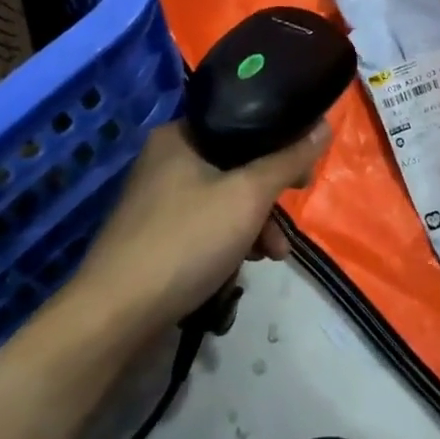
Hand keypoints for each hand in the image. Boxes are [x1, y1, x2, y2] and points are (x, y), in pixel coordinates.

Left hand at [67, 120, 329, 338]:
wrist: (115, 316)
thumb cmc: (186, 241)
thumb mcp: (248, 196)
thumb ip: (288, 160)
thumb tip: (324, 126)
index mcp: (180, 135)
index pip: (242, 122)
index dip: (279, 141)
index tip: (304, 170)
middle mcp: (165, 159)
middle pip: (235, 164)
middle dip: (268, 197)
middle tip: (290, 218)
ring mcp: (156, 200)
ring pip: (223, 199)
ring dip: (254, 225)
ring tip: (274, 256)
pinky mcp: (154, 236)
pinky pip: (205, 226)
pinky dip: (228, 241)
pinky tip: (240, 269)